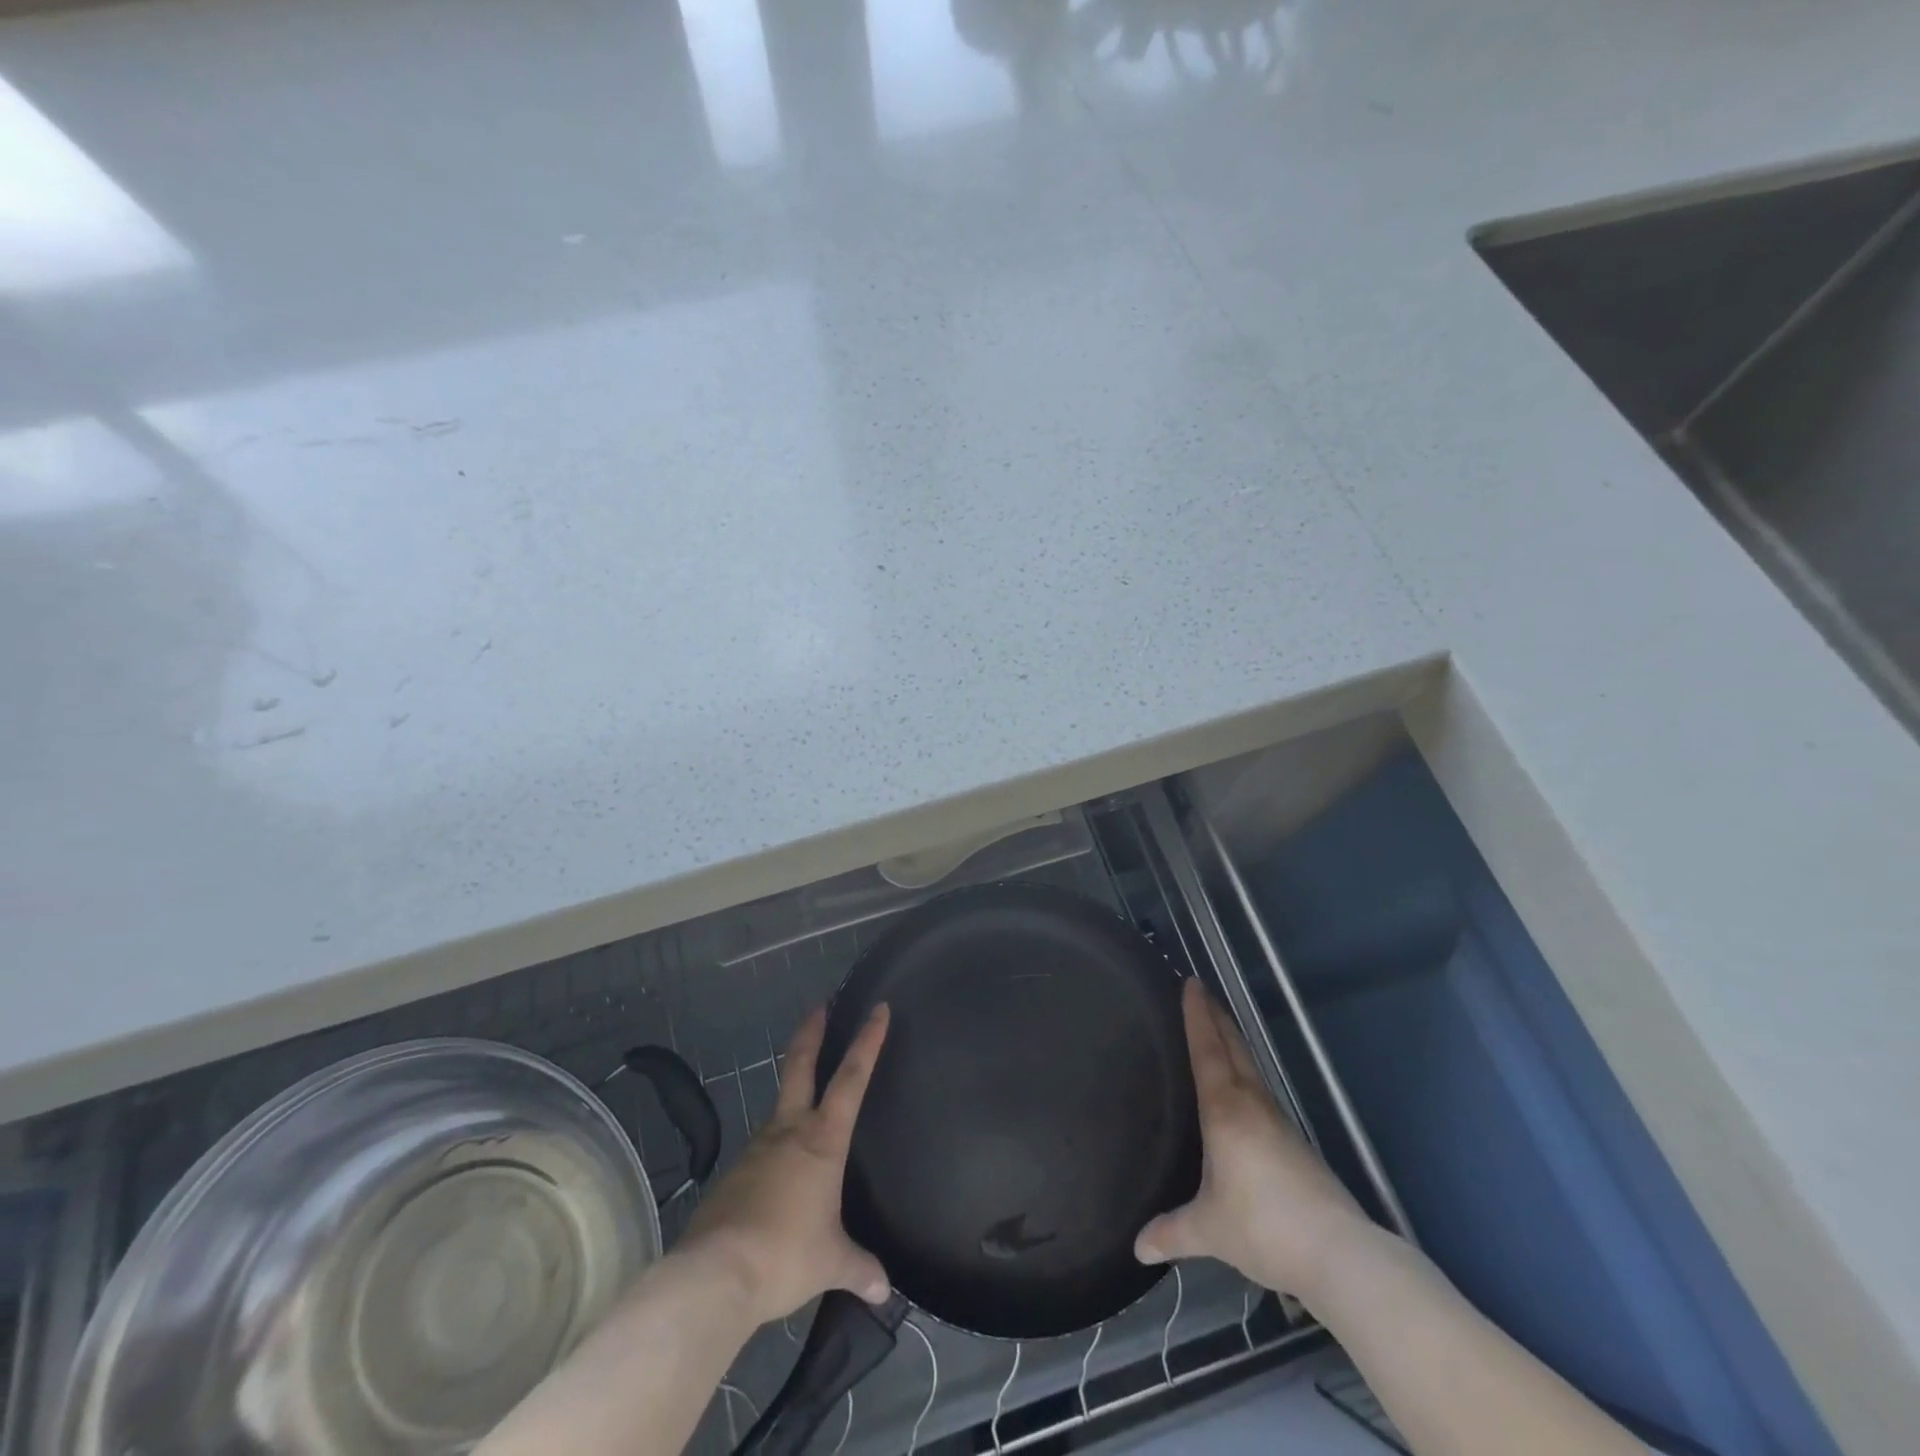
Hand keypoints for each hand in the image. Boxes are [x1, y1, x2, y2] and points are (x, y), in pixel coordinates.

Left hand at [676, 1004, 891, 1326]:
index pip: (852, 1077)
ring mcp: (756, 1149)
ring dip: (793, 1100)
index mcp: (822, 1140)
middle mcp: (788, 1131)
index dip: (867, 1040)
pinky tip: (778, 1181)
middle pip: (800, 1066)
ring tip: (807, 1119)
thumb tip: (883, 1289)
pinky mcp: (732, 1174)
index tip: (877, 1009)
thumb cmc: (785, 1255)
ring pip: (779, 1110)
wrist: (714, 1276)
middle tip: (819, 1006)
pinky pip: (762, 1154)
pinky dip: (774, 1154)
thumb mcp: (831, 1262)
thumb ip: (858, 1267)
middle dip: (812, 1033)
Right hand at [1134, 979, 1367, 1299]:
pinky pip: (1261, 1091)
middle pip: (1233, 1047)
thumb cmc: (1262, 1226)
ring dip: (1234, 1042)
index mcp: (1225, 1110)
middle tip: (1202, 991)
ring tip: (1219, 1029)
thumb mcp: (1209, 1229)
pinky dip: (1246, 1072)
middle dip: (1216, 1017)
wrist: (1339, 1252)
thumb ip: (1171, 1232)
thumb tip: (1137, 1248)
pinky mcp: (1296, 1142)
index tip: (1191, 983)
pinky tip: (1243, 1090)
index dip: (1197, 1016)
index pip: (1207, 1050)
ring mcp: (1279, 1121)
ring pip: (1251, 1067)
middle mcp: (1253, 1104)